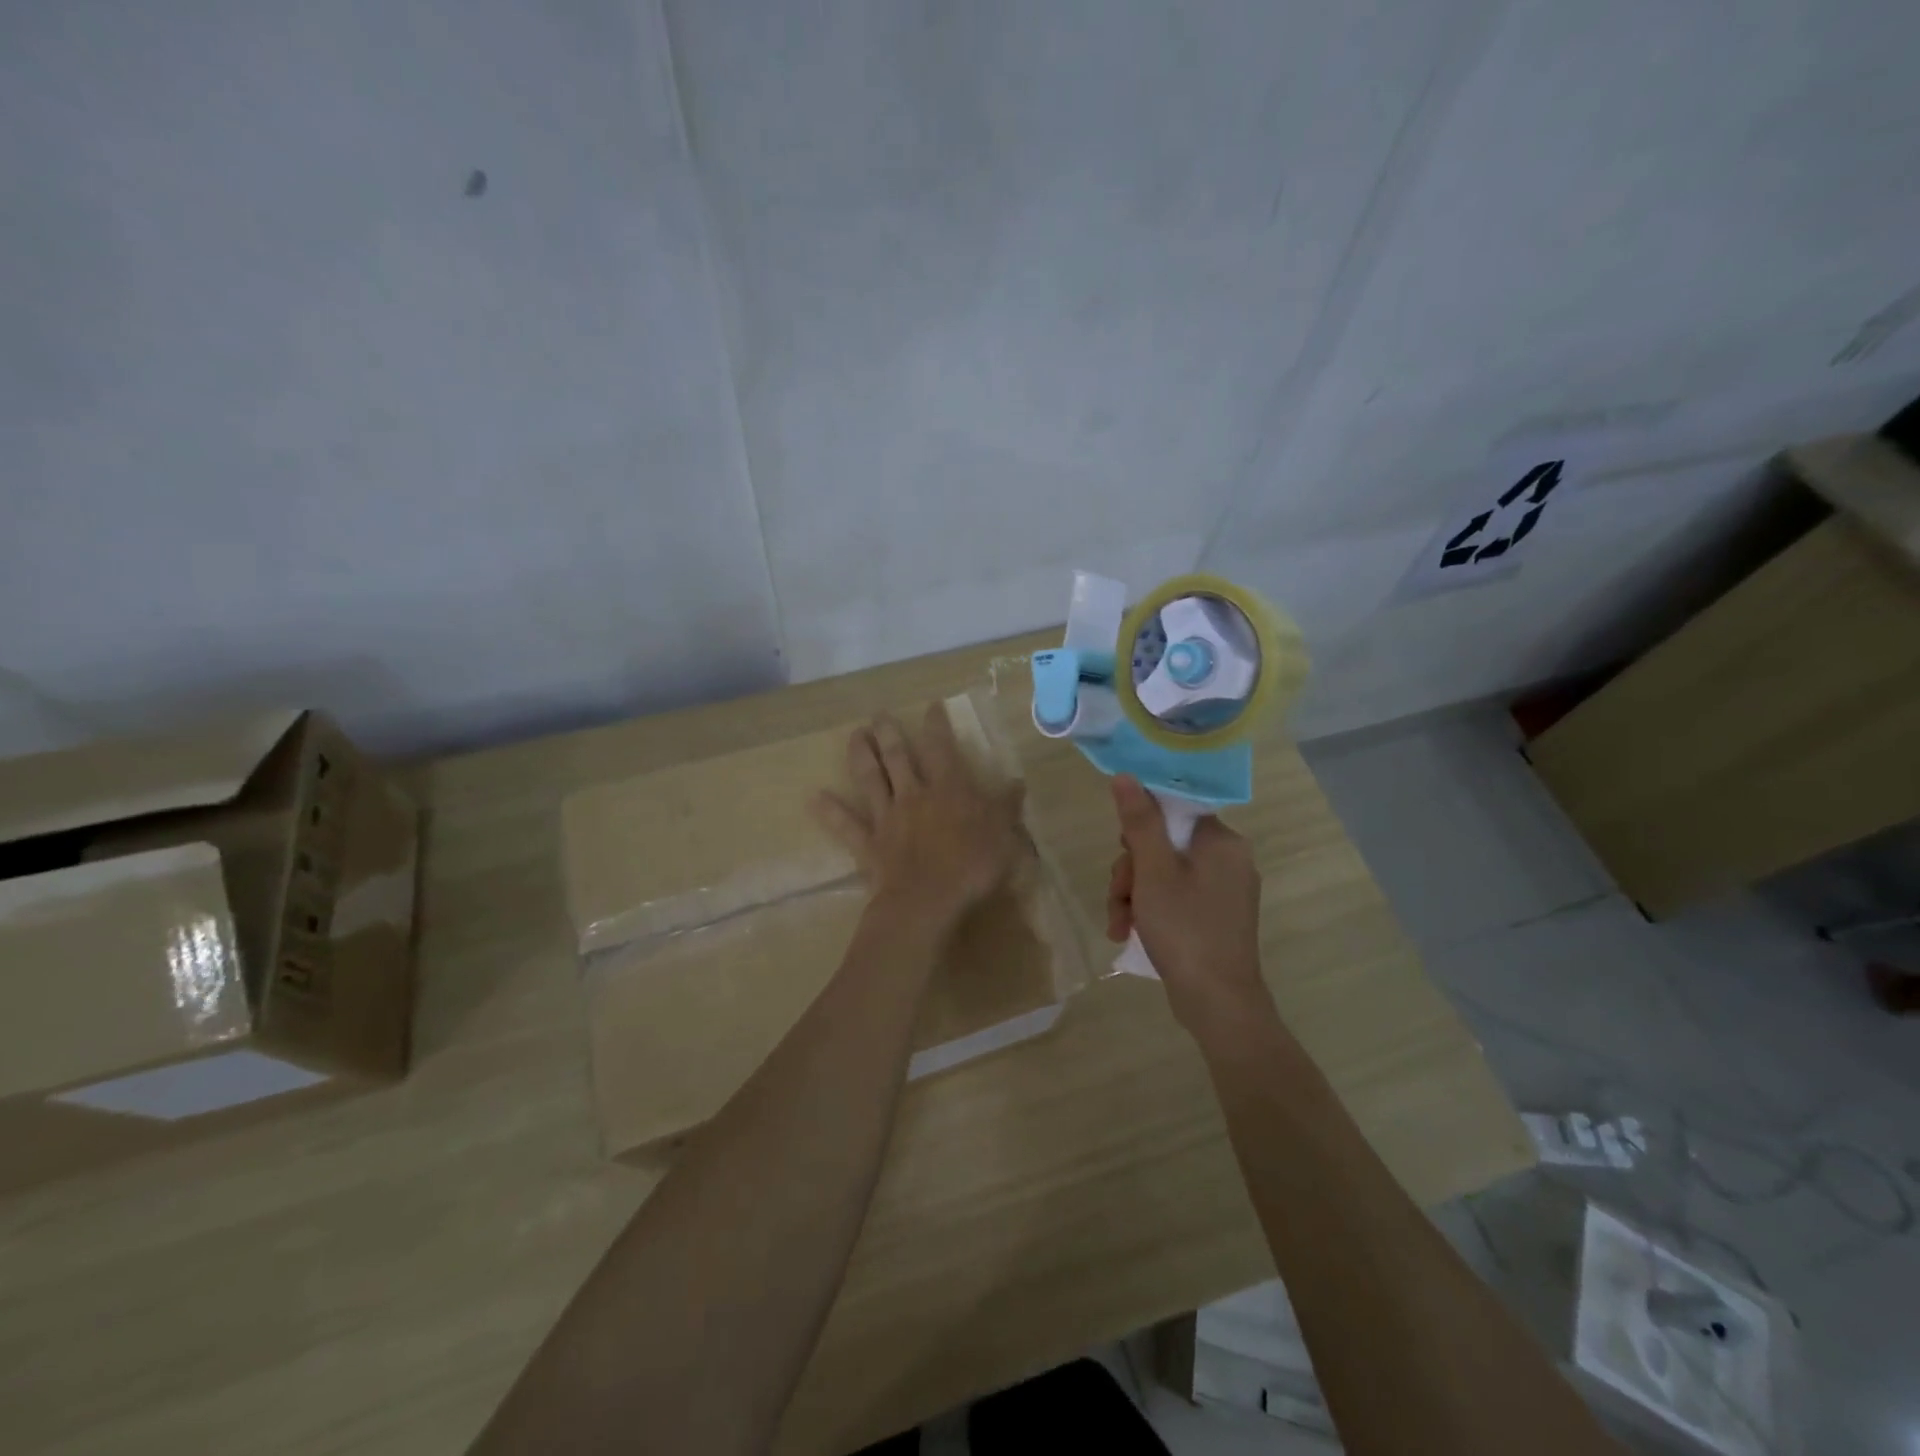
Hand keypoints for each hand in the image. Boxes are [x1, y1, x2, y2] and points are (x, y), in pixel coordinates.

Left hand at [812, 705, 1026, 931]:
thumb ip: (1007, 807)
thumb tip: (1017, 782)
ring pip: (871, 779)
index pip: (942, 749)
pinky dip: (830, 811)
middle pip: (898, 757)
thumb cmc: (971, 867)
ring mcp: (888, 818)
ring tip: (854, 735)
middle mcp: (914, 795)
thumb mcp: (1003, 836)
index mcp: (948, 790)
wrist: (927, 902)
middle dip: (889, 733)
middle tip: (879, 715)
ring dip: (861, 756)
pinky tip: (814, 798)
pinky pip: (846, 825)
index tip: (931, 706)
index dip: (937, 726)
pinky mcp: (869, 844)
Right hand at [1106, 775, 1268, 1031]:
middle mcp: (1229, 860)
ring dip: (1134, 895)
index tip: (1125, 851)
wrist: (1218, 1004)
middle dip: (1131, 872)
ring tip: (1120, 924)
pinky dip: (1150, 911)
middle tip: (1120, 897)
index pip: (1173, 810)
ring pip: (1163, 874)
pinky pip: (1175, 898)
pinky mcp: (1215, 918)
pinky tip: (1129, 934)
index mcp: (1221, 841)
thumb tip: (1126, 776)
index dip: (1140, 828)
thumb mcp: (1153, 871)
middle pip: (1164, 845)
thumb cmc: (1185, 929)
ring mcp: (1223, 892)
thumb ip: (1139, 821)